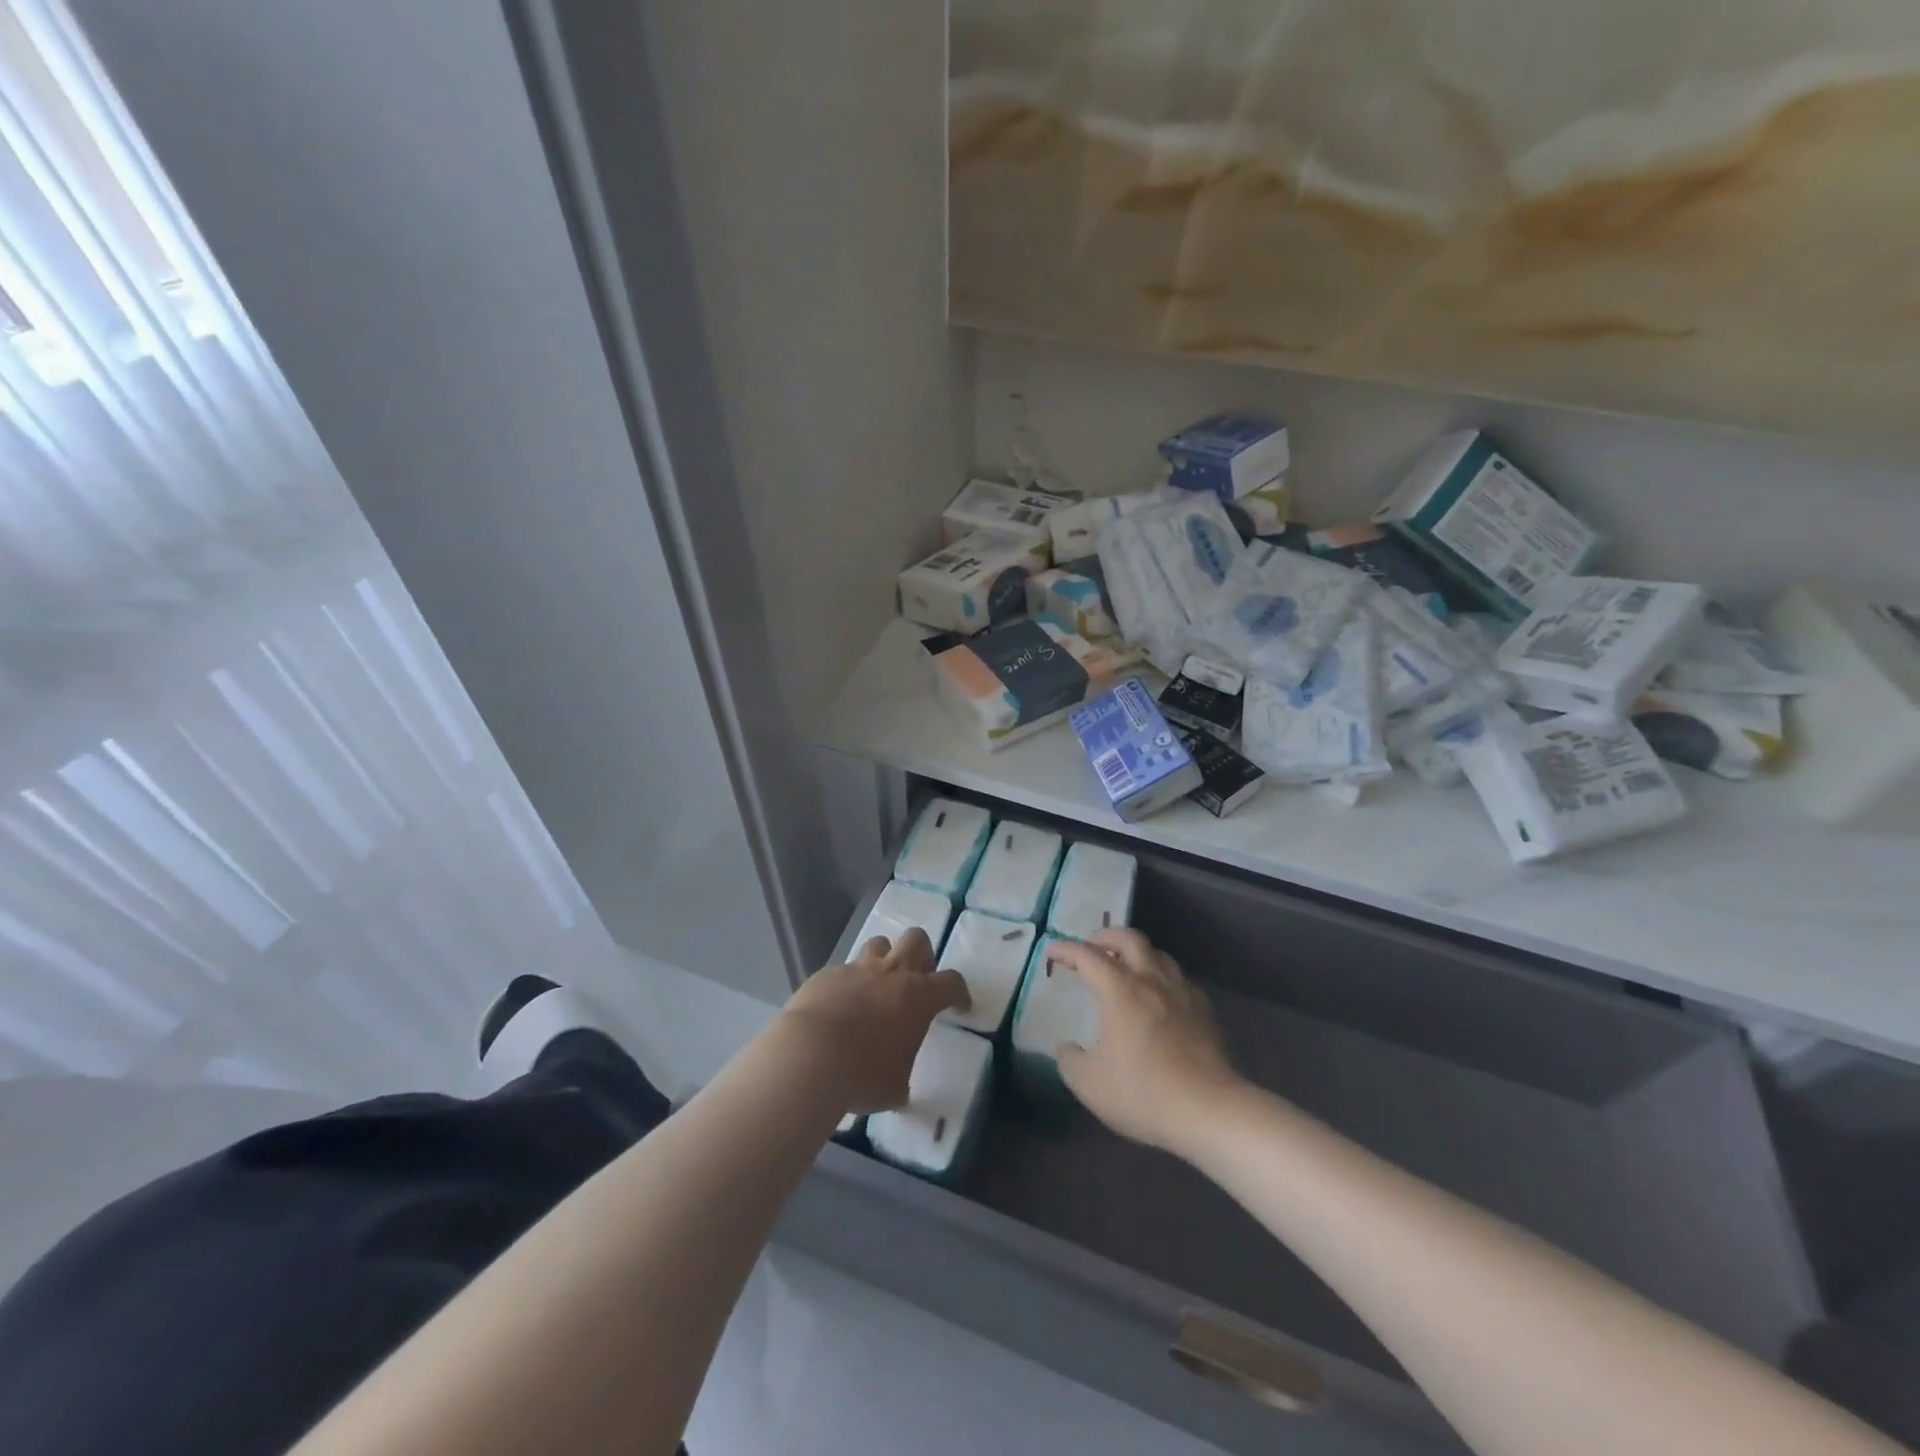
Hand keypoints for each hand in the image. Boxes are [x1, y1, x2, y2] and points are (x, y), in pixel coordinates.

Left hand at [781, 929, 969, 1113]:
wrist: (810, 1056)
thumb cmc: (863, 1075)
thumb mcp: (893, 1088)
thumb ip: (901, 1080)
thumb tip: (896, 1088)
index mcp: (918, 997)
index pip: (952, 983)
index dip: (959, 993)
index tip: (959, 1007)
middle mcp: (891, 974)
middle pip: (916, 939)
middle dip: (922, 954)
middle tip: (917, 980)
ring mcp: (856, 969)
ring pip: (879, 944)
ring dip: (883, 960)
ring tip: (877, 986)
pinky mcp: (826, 974)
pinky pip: (843, 970)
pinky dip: (846, 984)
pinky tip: (837, 1007)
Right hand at [1050, 930, 1241, 1155]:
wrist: (1208, 1111)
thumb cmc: (1142, 1093)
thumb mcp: (1088, 1083)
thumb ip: (1069, 1059)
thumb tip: (1068, 1048)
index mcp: (1120, 990)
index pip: (1087, 956)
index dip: (1066, 949)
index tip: (1052, 951)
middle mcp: (1151, 981)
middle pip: (1129, 939)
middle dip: (1106, 936)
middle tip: (1091, 946)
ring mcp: (1182, 993)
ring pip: (1159, 955)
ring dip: (1137, 953)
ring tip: (1126, 968)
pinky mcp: (1205, 1011)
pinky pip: (1179, 980)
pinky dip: (1162, 978)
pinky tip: (1160, 997)